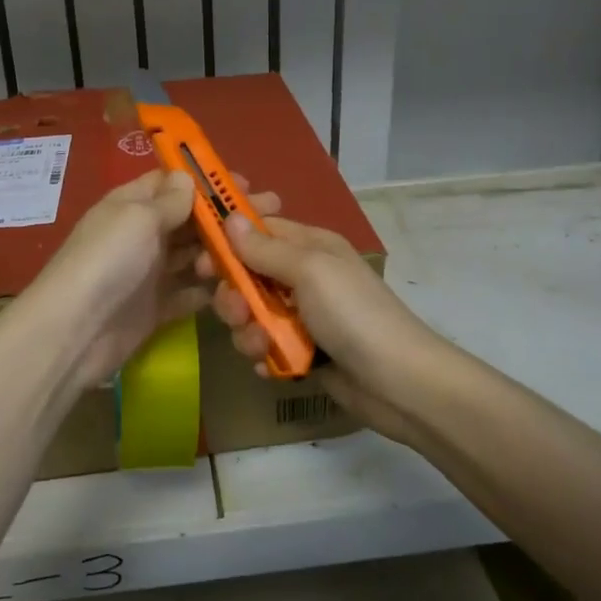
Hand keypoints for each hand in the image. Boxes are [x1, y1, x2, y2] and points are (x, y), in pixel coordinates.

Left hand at [23, 169, 272, 393]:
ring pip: (192, 256)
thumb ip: (168, 201)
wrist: (76, 331)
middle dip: (225, 217)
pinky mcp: (155, 308)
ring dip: (221, 252)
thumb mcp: (138, 218)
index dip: (207, 182)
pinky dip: (209, 289)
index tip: (245, 186)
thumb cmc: (108, 261)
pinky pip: (188, 293)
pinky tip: (240, 285)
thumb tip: (187, 178)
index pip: (172, 183)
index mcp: (131, 205)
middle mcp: (140, 235)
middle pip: (188, 220)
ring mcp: (148, 273)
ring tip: (259, 251)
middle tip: (270, 214)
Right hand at [198, 211, 445, 445]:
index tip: (202, 262)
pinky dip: (263, 356)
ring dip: (248, 331)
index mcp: (310, 247)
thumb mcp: (310, 271)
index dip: (227, 244)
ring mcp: (302, 316)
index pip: (258, 232)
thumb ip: (266, 248)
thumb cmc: (354, 314)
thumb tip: (229, 217)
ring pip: (251, 315)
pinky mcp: (302, 352)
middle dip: (235, 296)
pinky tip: (272, 367)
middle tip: (239, 313)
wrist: (398, 383)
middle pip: (247, 276)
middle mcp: (304, 277)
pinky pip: (265, 346)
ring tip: (263, 346)